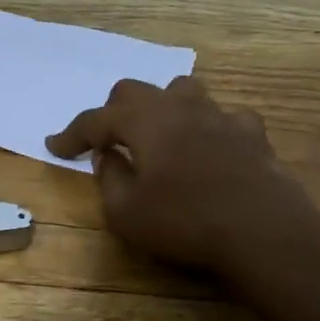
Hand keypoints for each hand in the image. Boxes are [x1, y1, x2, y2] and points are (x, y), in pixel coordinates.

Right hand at [47, 76, 319, 276]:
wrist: (263, 230)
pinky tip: (211, 147)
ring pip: (182, 91)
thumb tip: (107, 157)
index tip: (55, 146)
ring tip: (159, 132)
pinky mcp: (252, 132)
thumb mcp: (126, 213)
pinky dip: (210, 127)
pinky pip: (224, 117)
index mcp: (143, 121)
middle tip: (106, 138)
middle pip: (135, 90)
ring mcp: (219, 115)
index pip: (96, 119)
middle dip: (114, 111)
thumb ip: (109, 179)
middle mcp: (178, 106)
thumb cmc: (186, 221)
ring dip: (162, 107)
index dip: (72, 133)